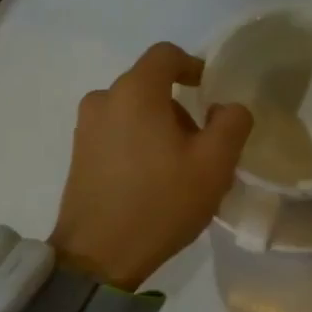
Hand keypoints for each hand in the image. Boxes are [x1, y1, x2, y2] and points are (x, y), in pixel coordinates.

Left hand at [50, 43, 252, 290]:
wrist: (99, 256)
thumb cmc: (161, 202)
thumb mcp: (215, 164)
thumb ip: (232, 122)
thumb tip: (226, 107)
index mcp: (135, 91)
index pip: (166, 55)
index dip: (193, 66)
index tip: (209, 91)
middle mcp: (104, 99)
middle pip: (149, 85)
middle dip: (179, 106)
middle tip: (202, 144)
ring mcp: (86, 128)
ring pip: (132, 110)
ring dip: (158, 126)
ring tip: (177, 168)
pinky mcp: (78, 154)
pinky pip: (116, 131)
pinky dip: (137, 142)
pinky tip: (151, 180)